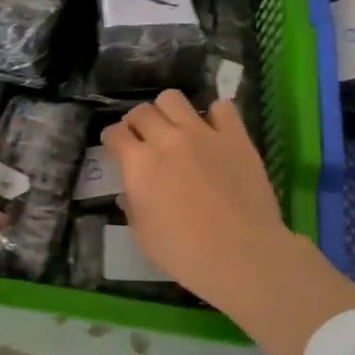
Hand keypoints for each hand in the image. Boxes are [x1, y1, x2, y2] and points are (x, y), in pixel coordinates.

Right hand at [100, 93, 289, 307]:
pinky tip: (215, 129)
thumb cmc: (185, 254)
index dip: (112, 137)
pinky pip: (222, 108)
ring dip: (168, 110)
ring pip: (174, 99)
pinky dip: (215, 114)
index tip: (115, 145)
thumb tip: (129, 192)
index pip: (115, 133)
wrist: (241, 255)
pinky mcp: (235, 136)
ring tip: (174, 126)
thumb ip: (132, 206)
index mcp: (139, 164)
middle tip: (143, 136)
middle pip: (142, 111)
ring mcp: (202, 133)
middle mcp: (166, 140)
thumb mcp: (143, 236)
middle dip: (136, 121)